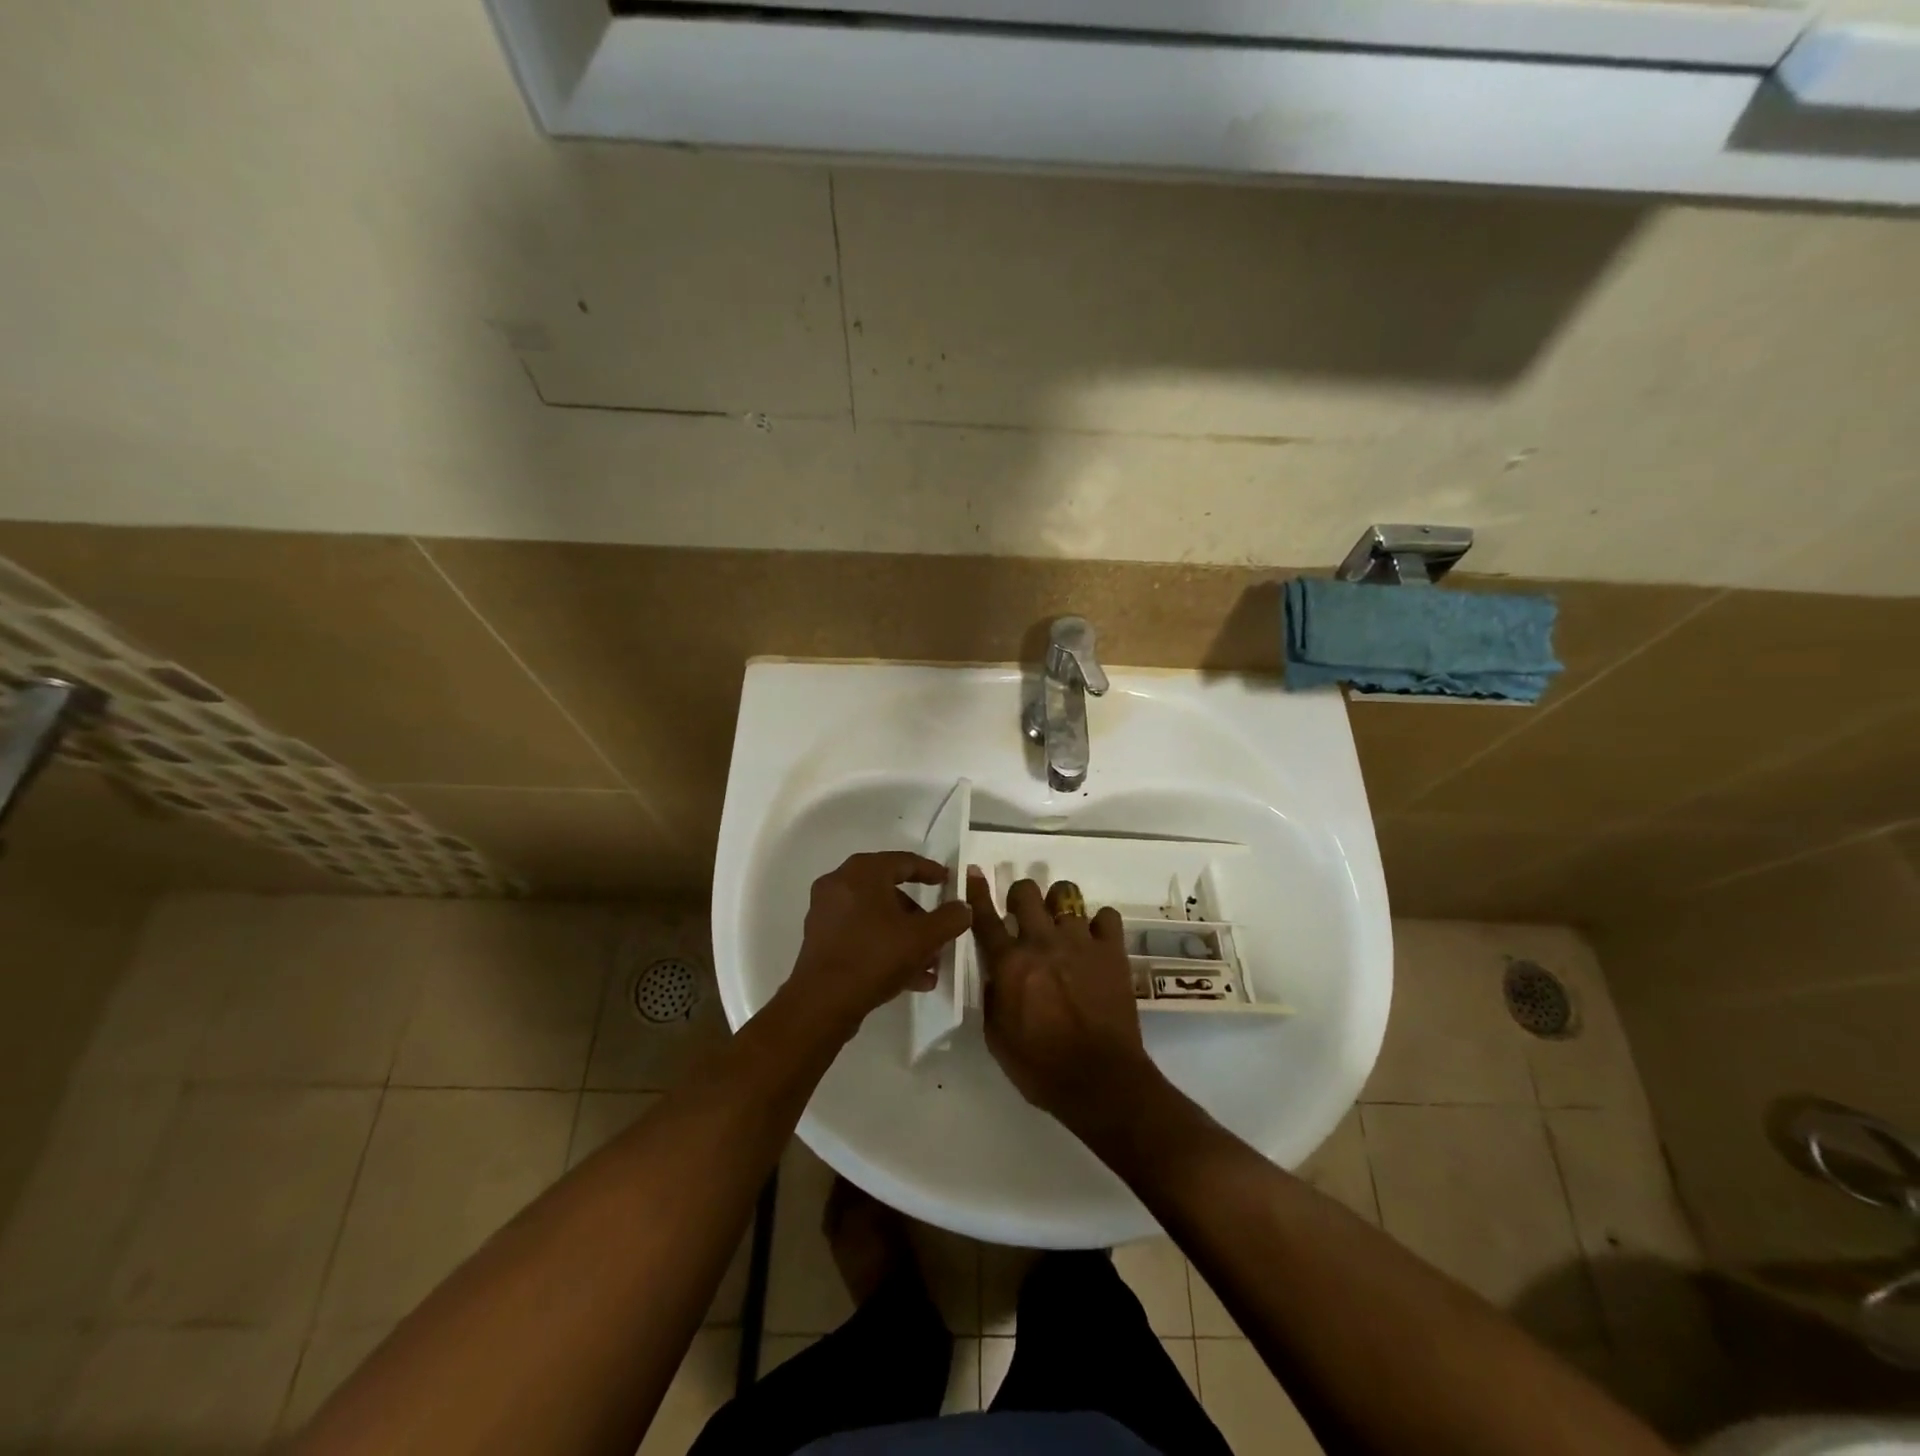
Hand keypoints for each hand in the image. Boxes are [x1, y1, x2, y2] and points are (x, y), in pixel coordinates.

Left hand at [787, 852, 972, 1033]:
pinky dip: (885, 947)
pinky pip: (861, 934)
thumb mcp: (923, 937)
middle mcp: (840, 884)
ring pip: (876, 917)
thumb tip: (964, 908)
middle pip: (889, 891)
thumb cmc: (875, 956)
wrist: (822, 1002)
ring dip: (905, 936)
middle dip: (919, 915)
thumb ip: (950, 918)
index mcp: (862, 872)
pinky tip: (911, 977)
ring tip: (930, 963)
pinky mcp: (820, 939)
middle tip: (939, 930)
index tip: (949, 882)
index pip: (904, 861)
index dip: (931, 871)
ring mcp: (826, 912)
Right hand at [967, 869, 1162, 1133]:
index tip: (974, 872)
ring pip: (1067, 894)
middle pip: (1026, 892)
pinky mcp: (1112, 950)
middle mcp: (1042, 942)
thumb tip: (997, 973)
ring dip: (1059, 904)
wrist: (1101, 1080)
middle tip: (1024, 913)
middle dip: (1021, 895)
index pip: (985, 917)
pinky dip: (1099, 924)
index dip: (976, 892)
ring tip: (1062, 921)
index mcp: (1010, 963)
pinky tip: (1096, 940)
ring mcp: (1080, 942)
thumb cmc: (1041, 1067)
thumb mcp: (997, 1037)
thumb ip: (993, 996)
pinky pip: (1107, 916)